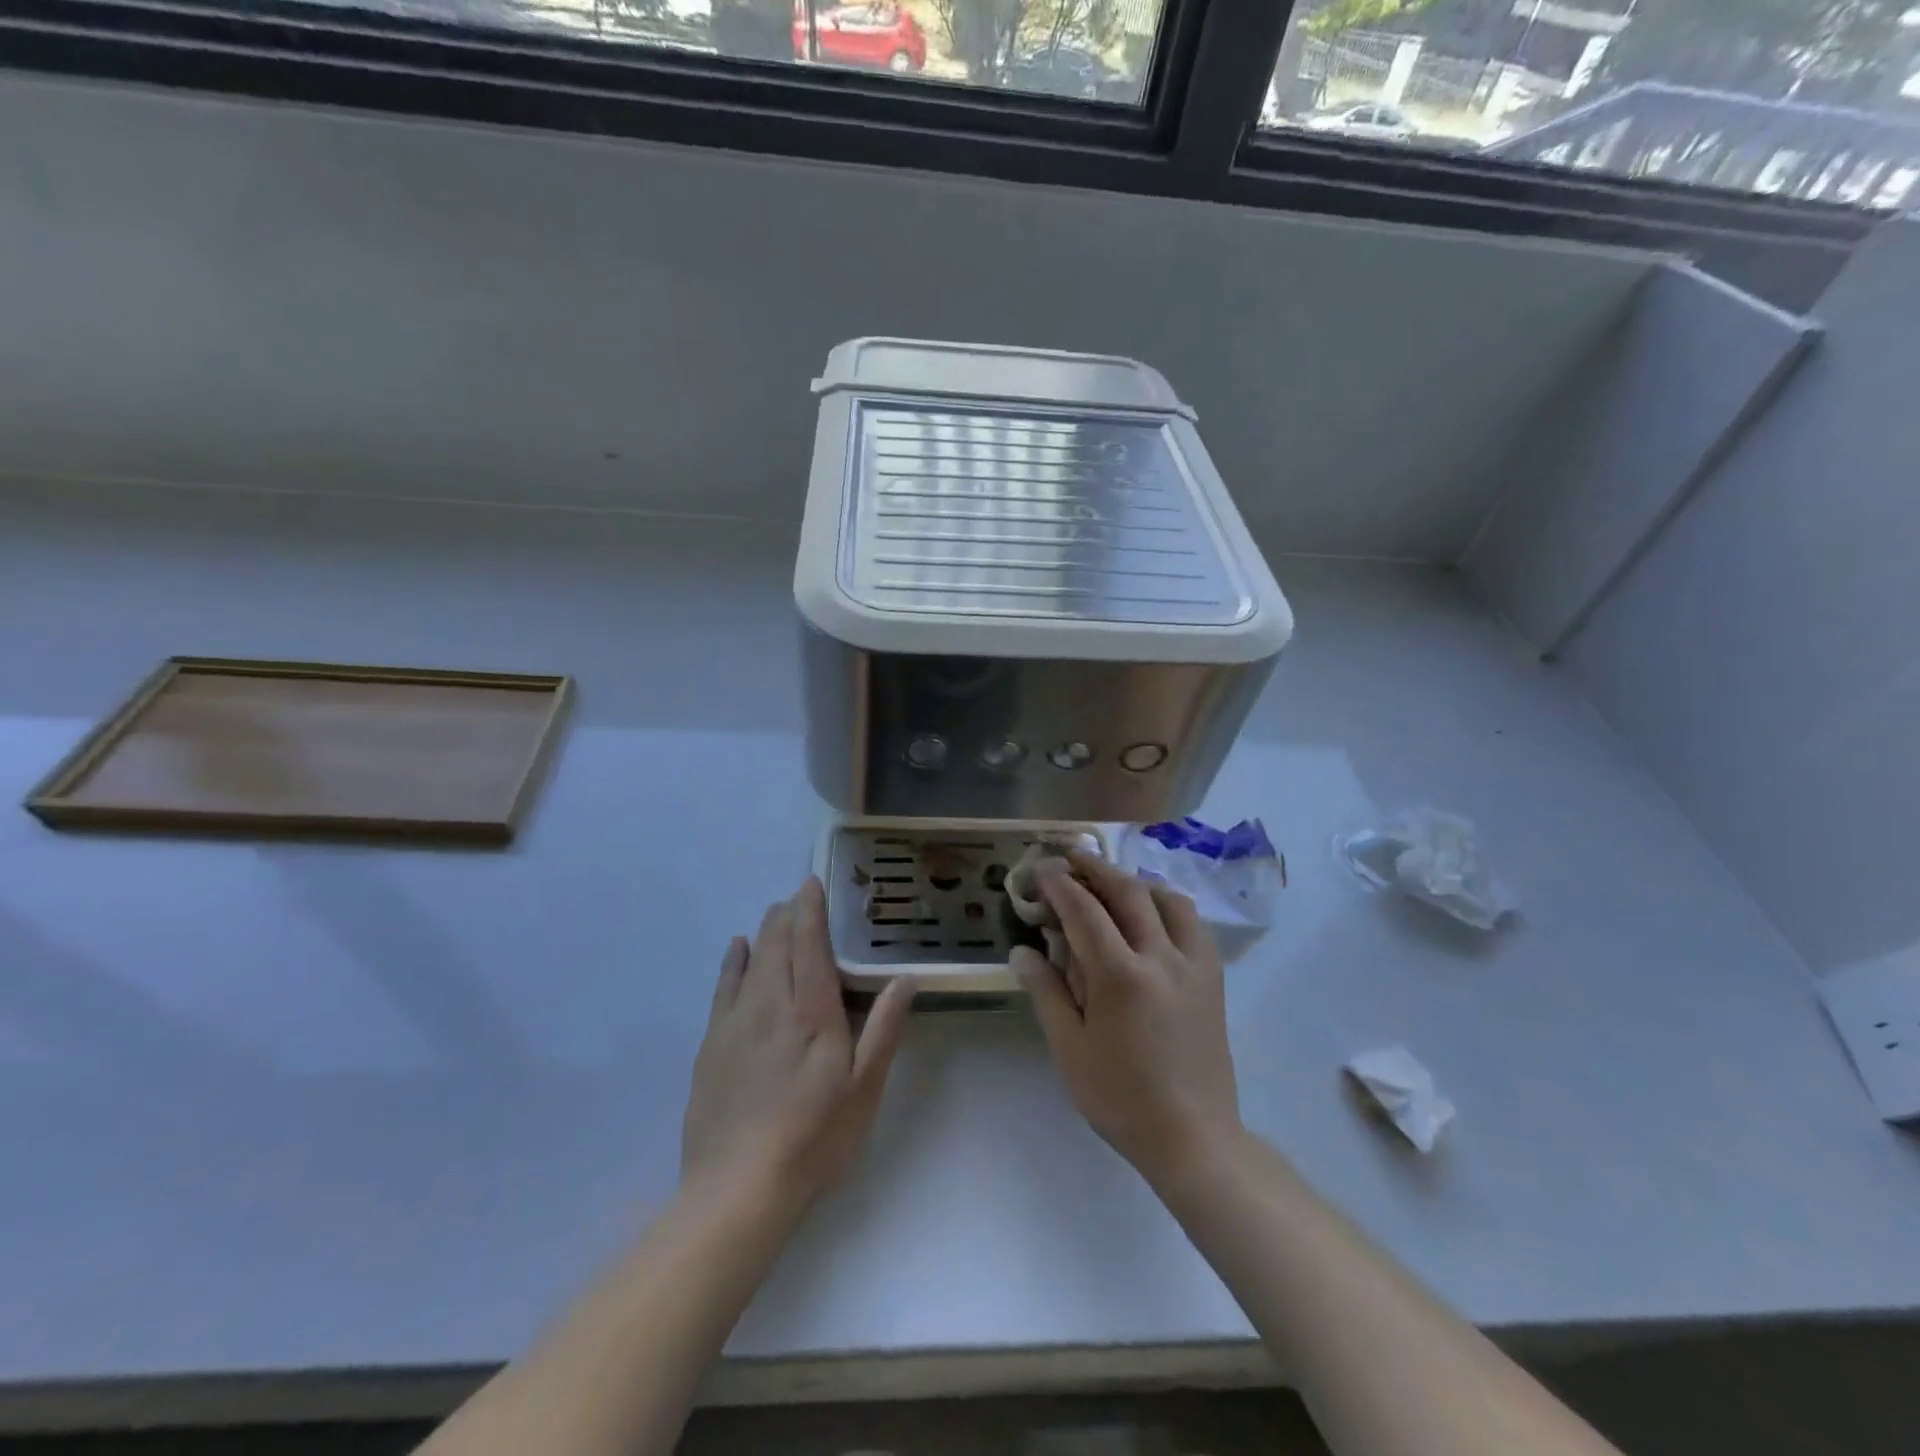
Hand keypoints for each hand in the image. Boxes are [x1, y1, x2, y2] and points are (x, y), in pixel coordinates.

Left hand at [681, 878, 914, 1207]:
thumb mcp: (864, 1089)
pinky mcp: (711, 1045)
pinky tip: (737, 948)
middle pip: (778, 945)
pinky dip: (733, 962)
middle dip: (787, 915)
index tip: (811, 882)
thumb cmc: (814, 1138)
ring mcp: (736, 1023)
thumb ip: (883, 1029)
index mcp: (812, 1013)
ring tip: (774, 912)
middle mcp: (771, 1005)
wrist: (738, 1189)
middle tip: (797, 895)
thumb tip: (904, 978)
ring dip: (765, 931)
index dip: (811, 910)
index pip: (810, 945)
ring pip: (752, 960)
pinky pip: (723, 988)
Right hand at [1011, 852, 1240, 1188]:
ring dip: (1136, 882)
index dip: (1060, 884)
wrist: (1193, 1138)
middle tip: (1072, 857)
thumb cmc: (1120, 1097)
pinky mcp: (1213, 979)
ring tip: (1113, 883)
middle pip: (1128, 893)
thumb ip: (1047, 992)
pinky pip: (1193, 924)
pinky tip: (1153, 917)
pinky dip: (1168, 905)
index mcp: (1121, 976)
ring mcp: (1194, 966)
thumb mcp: (1070, 1048)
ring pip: (1168, 900)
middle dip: (1096, 868)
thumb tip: (1023, 951)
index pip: (1085, 911)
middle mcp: (1161, 958)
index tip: (1042, 869)